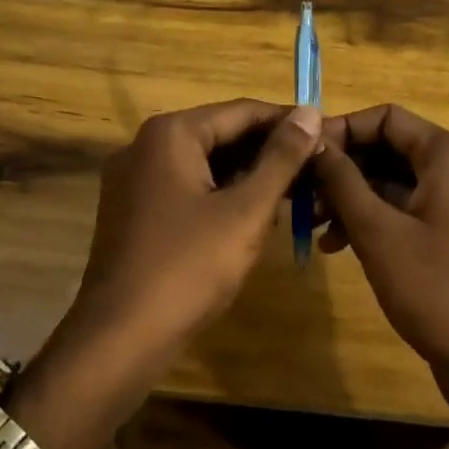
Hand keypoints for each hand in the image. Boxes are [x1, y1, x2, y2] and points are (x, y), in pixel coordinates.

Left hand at [71, 98, 323, 361]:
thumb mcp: (246, 211)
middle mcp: (145, 146)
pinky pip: (186, 189)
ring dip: (248, 176)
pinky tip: (254, 217)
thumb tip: (309, 111)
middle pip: (220, 135)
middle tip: (318, 169)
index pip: (242, 111)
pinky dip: (220, 196)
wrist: (120, 337)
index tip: (328, 135)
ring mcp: (133, 180)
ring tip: (296, 193)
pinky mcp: (132, 211)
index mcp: (170, 134)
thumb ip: (281, 158)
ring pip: (204, 164)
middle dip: (269, 152)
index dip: (289, 122)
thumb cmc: (188, 268)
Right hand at [312, 104, 448, 376]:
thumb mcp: (378, 231)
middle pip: (389, 148)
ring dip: (352, 197)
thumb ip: (342, 180)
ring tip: (314, 225)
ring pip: (394, 182)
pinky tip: (338, 246)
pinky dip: (374, 221)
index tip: (303, 156)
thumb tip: (313, 141)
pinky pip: (407, 211)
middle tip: (301, 194)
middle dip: (343, 169)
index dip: (341, 130)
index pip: (385, 117)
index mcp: (447, 156)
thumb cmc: (435, 288)